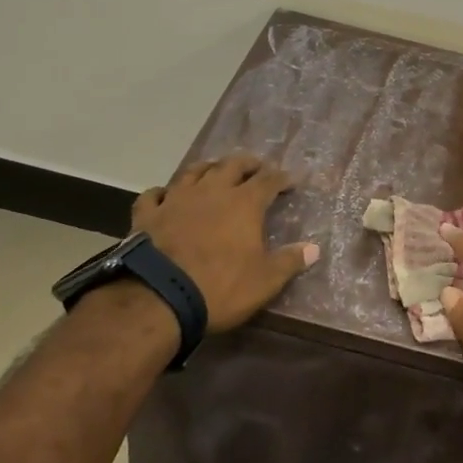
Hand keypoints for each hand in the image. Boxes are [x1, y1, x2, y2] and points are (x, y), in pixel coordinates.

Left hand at [131, 154, 315, 332]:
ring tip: (215, 171)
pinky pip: (154, 195)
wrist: (158, 298)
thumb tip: (314, 249)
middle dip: (247, 164)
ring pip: (194, 172)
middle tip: (256, 167)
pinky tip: (165, 196)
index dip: (281, 178)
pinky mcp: (148, 215)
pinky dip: (163, 192)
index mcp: (244, 203)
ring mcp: (176, 199)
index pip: (268, 180)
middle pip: (232, 165)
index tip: (291, 180)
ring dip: (208, 168)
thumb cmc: (220, 287)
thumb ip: (290, 261)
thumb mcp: (264, 281)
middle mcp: (212, 191)